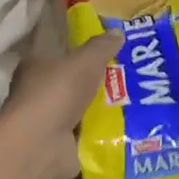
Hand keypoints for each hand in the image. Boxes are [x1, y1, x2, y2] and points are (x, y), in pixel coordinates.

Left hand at [0, 32, 121, 178]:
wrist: (41, 146)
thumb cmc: (56, 92)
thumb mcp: (84, 62)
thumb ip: (100, 47)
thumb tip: (117, 33)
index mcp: (37, 62)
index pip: (56, 41)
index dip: (77, 36)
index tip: (103, 34)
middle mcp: (41, 89)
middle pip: (74, 76)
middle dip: (100, 74)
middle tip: (133, 67)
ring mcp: (52, 118)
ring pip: (84, 104)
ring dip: (107, 104)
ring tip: (140, 96)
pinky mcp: (63, 142)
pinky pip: (91, 131)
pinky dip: (107, 130)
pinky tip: (132, 124)